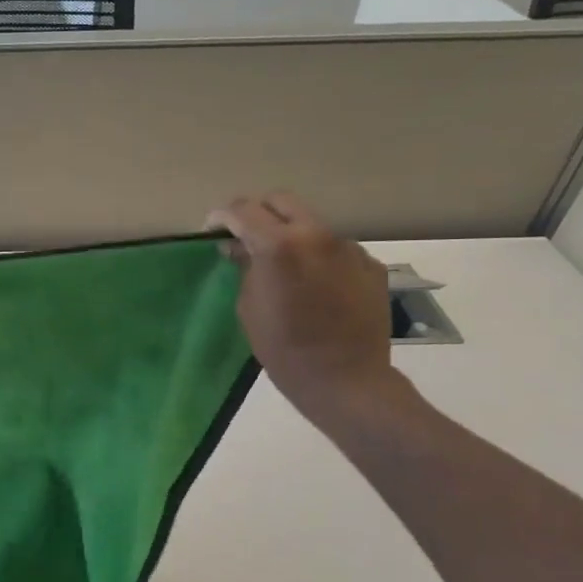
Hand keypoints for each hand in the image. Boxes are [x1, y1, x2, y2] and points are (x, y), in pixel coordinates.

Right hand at [208, 194, 403, 428]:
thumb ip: (245, 268)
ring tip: (282, 264)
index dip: (221, 216)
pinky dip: (318, 258)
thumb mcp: (248, 307)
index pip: (243, 210)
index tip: (212, 229)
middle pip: (281, 201)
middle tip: (244, 235)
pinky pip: (336, 250)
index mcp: (279, 246)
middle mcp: (317, 235)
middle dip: (258, 212)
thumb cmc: (283, 349)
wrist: (345, 380)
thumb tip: (240, 247)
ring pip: (311, 224)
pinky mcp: (370, 265)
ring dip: (291, 234)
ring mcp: (349, 248)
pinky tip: (314, 285)